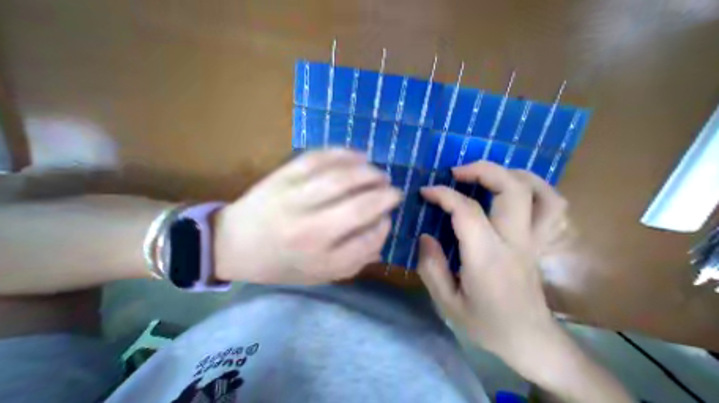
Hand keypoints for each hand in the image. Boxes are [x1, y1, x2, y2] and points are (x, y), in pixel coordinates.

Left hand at [212, 149, 403, 285]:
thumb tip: (381, 228)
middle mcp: (309, 230)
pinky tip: (358, 156)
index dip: (383, 227)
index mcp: (319, 259)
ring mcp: (294, 198)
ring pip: (342, 178)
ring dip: (369, 173)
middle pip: (360, 207)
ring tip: (380, 174)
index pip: (367, 240)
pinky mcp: (283, 176)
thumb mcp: (320, 274)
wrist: (233, 245)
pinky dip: (343, 154)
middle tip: (394, 191)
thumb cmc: (281, 264)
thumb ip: (356, 258)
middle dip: (385, 196)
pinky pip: (318, 158)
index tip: (386, 219)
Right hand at [417, 161, 574, 371]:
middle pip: (512, 189)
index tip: (426, 192)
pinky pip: (552, 206)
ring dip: (510, 174)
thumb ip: (431, 267)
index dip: (444, 195)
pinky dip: (534, 188)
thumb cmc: (486, 324)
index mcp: (487, 258)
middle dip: (483, 171)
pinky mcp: (540, 242)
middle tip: (456, 172)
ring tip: (484, 174)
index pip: (467, 212)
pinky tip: (512, 188)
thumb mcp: (447, 302)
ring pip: (539, 193)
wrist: (532, 343)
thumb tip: (425, 236)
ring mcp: (534, 240)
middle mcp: (515, 242)